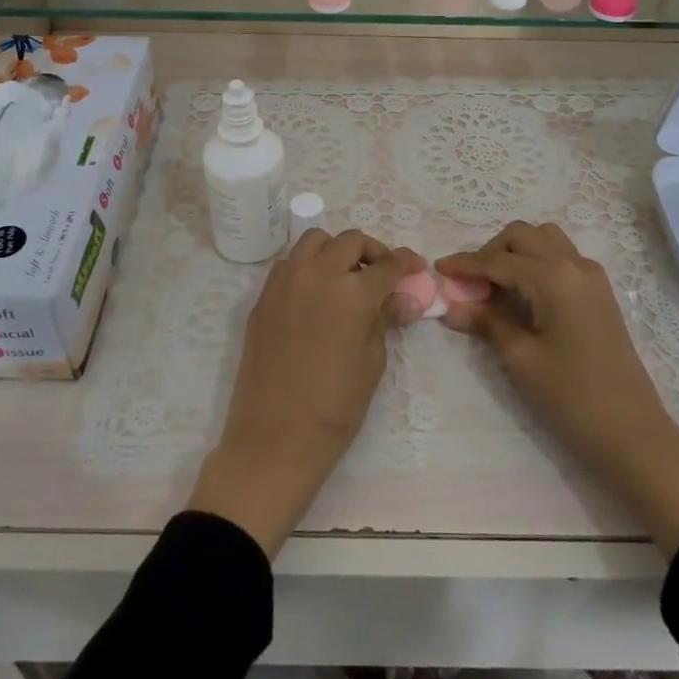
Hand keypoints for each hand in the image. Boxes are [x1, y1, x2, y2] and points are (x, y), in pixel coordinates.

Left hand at [189, 229, 422, 556]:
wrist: (274, 437)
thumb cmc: (334, 408)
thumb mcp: (372, 363)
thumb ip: (385, 320)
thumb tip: (406, 300)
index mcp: (352, 293)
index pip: (388, 264)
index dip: (406, 262)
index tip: (415, 267)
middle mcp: (317, 275)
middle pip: (350, 241)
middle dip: (372, 251)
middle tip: (381, 274)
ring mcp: (284, 282)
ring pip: (314, 241)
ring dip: (335, 251)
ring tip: (345, 277)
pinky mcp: (263, 297)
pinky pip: (289, 264)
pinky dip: (308, 266)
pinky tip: (316, 295)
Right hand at [438, 222, 678, 556]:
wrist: (633, 433)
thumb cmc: (572, 397)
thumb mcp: (521, 359)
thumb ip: (487, 323)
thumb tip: (452, 306)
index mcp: (554, 277)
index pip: (499, 260)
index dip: (466, 264)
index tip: (438, 268)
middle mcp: (575, 264)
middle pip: (523, 236)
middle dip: (491, 252)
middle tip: (469, 283)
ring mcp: (592, 276)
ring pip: (545, 240)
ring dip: (516, 252)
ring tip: (495, 286)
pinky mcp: (600, 292)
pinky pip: (562, 257)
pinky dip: (537, 262)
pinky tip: (523, 293)